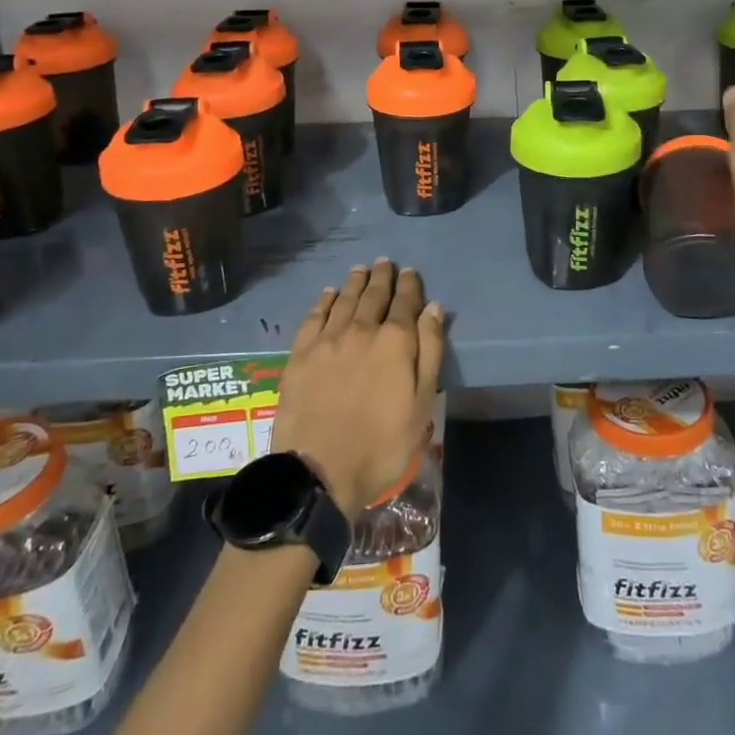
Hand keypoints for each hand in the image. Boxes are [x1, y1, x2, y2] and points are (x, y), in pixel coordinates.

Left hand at [271, 260, 444, 513]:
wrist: (318, 471)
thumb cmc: (381, 444)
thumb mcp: (421, 403)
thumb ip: (429, 351)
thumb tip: (433, 308)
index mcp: (395, 342)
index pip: (405, 303)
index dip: (409, 285)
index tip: (410, 272)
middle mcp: (361, 330)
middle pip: (373, 295)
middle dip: (382, 278)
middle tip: (384, 263)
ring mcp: (327, 340)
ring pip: (344, 300)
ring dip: (354, 282)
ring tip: (360, 270)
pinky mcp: (300, 354)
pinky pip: (314, 317)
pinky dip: (323, 301)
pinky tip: (328, 294)